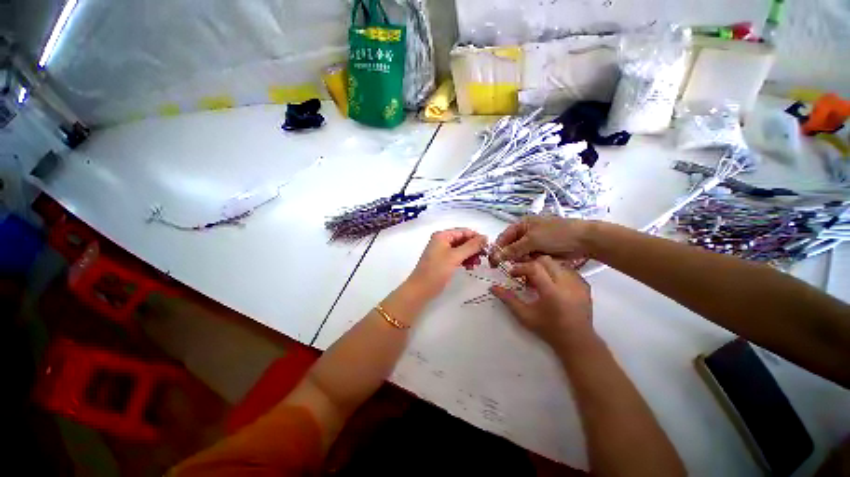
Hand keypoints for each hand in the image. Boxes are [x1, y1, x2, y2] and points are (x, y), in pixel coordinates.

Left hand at [407, 228, 486, 299]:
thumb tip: (485, 237)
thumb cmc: (437, 271)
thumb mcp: (455, 257)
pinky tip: (470, 267)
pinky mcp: (443, 261)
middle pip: (463, 240)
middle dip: (474, 248)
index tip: (488, 247)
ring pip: (461, 249)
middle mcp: (442, 240)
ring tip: (477, 264)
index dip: (476, 237)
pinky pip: (457, 257)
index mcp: (442, 235)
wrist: (421, 289)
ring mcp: (442, 251)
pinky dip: (465, 260)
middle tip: (484, 257)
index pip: (464, 231)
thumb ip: (471, 246)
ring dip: (470, 255)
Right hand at [491, 217, 592, 265]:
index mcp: (522, 224)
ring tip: (524, 265)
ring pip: (520, 254)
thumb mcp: (532, 240)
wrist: (585, 240)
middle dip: (510, 256)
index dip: (497, 249)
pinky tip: (531, 266)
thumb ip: (513, 249)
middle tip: (508, 267)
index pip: (504, 238)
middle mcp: (526, 233)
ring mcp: (534, 242)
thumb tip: (495, 257)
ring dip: (520, 260)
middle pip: (511, 247)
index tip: (492, 262)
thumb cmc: (556, 234)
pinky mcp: (541, 251)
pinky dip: (529, 263)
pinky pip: (529, 258)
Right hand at [491, 256, 594, 351]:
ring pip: (556, 263)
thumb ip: (508, 299)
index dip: (520, 268)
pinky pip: (567, 270)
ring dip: (544, 268)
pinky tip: (552, 284)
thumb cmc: (548, 329)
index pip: (534, 268)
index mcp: (552, 292)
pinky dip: (556, 272)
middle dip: (531, 264)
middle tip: (525, 276)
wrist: (577, 341)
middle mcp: (567, 284)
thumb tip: (493, 287)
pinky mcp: (585, 285)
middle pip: (546, 260)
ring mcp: (578, 283)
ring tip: (539, 281)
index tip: (513, 274)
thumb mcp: (525, 315)